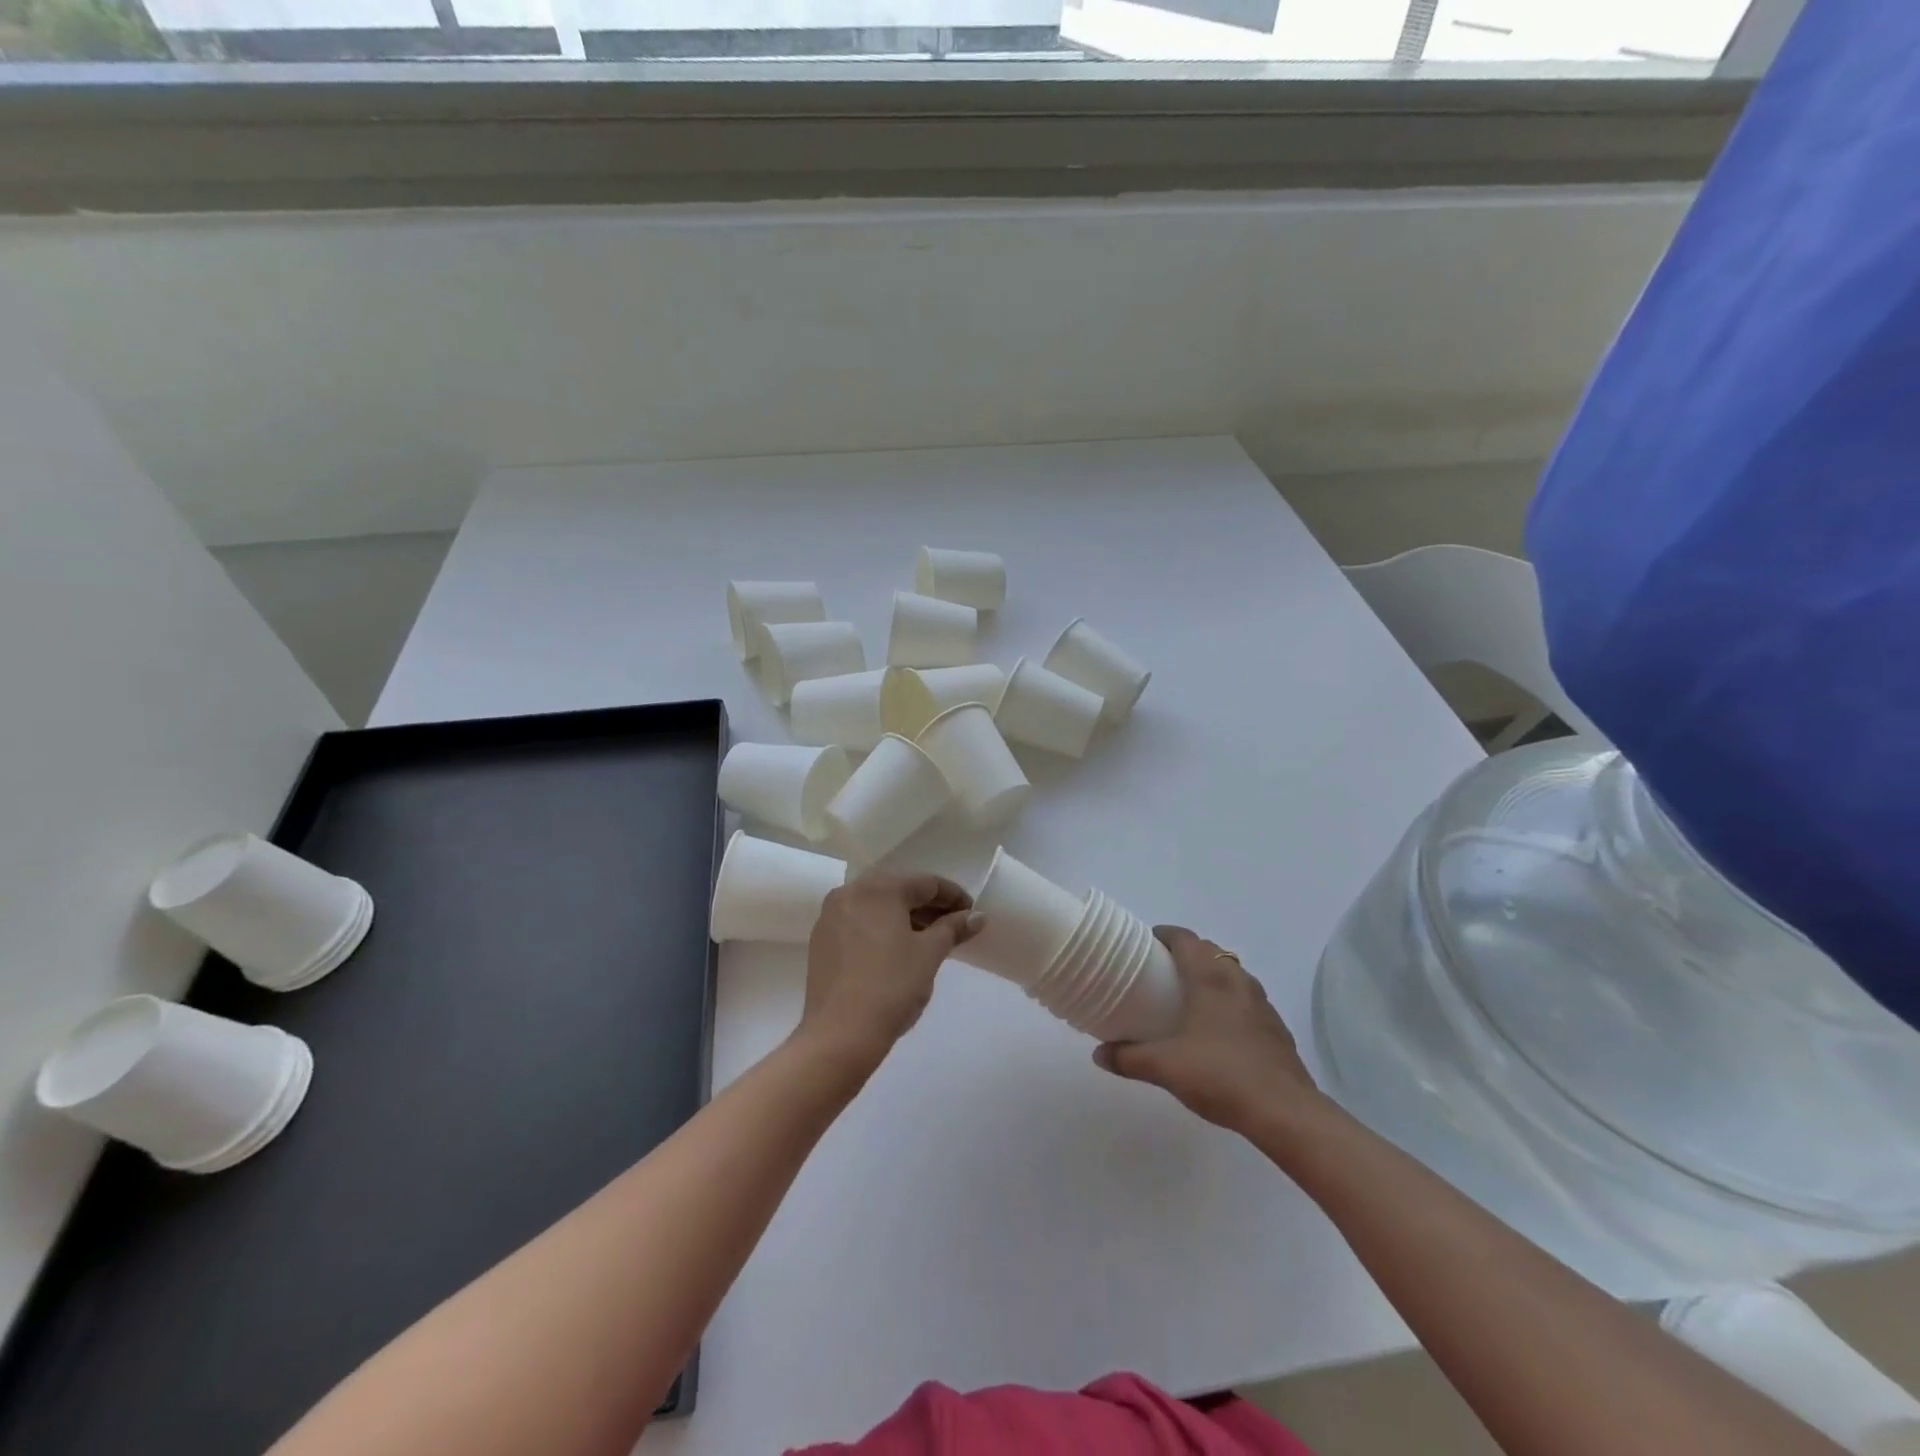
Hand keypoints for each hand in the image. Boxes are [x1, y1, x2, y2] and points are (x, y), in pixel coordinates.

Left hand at [798, 870, 980, 1065]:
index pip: (926, 883)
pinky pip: (858, 923)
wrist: (840, 1034)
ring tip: (929, 939)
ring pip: (877, 907)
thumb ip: (953, 928)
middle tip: (954, 926)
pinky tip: (897, 950)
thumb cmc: (892, 986)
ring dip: (905, 917)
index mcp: (879, 888)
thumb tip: (977, 916)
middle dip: (928, 906)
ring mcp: (831, 916)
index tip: (972, 914)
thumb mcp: (929, 954)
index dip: (954, 896)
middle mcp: (850, 892)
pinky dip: (881, 929)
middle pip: (899, 890)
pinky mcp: (821, 940)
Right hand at [1092, 926, 1324, 1136]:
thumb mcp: (1165, 1067)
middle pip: (1210, 951)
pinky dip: (1231, 1002)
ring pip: (1233, 974)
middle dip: (1187, 954)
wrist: (1285, 1113)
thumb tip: (1099, 1054)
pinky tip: (1219, 1030)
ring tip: (1190, 997)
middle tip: (1162, 971)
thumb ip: (1129, 1058)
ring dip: (1212, 975)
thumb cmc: (1221, 1076)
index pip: (1186, 939)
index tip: (1146, 943)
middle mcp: (1238, 981)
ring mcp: (1262, 1004)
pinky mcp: (1276, 1029)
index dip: (1166, 935)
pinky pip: (1248, 1000)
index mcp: (1210, 978)